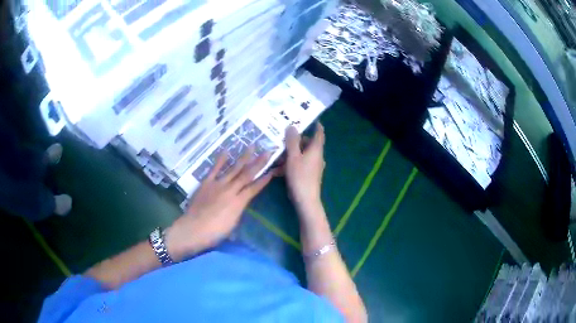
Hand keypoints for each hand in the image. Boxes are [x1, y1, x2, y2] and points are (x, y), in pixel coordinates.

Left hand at [166, 148, 272, 260]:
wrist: (194, 229)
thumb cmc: (215, 233)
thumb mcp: (232, 225)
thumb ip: (238, 213)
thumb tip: (240, 206)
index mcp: (239, 202)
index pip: (255, 188)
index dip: (264, 179)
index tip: (272, 170)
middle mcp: (231, 190)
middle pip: (247, 175)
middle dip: (258, 163)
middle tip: (267, 151)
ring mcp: (218, 184)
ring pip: (234, 169)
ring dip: (243, 157)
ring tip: (251, 146)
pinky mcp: (206, 183)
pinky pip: (215, 169)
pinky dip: (221, 160)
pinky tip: (227, 151)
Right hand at [284, 123, 325, 212]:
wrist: (306, 200)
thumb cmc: (300, 176)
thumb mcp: (293, 157)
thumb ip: (292, 141)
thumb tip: (292, 126)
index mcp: (316, 150)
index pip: (319, 133)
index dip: (316, 125)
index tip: (310, 119)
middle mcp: (316, 156)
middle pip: (307, 144)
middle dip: (295, 140)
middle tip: (283, 136)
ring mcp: (313, 166)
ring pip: (301, 155)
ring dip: (290, 154)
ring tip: (276, 155)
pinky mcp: (308, 174)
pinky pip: (300, 164)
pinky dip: (291, 164)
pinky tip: (278, 169)